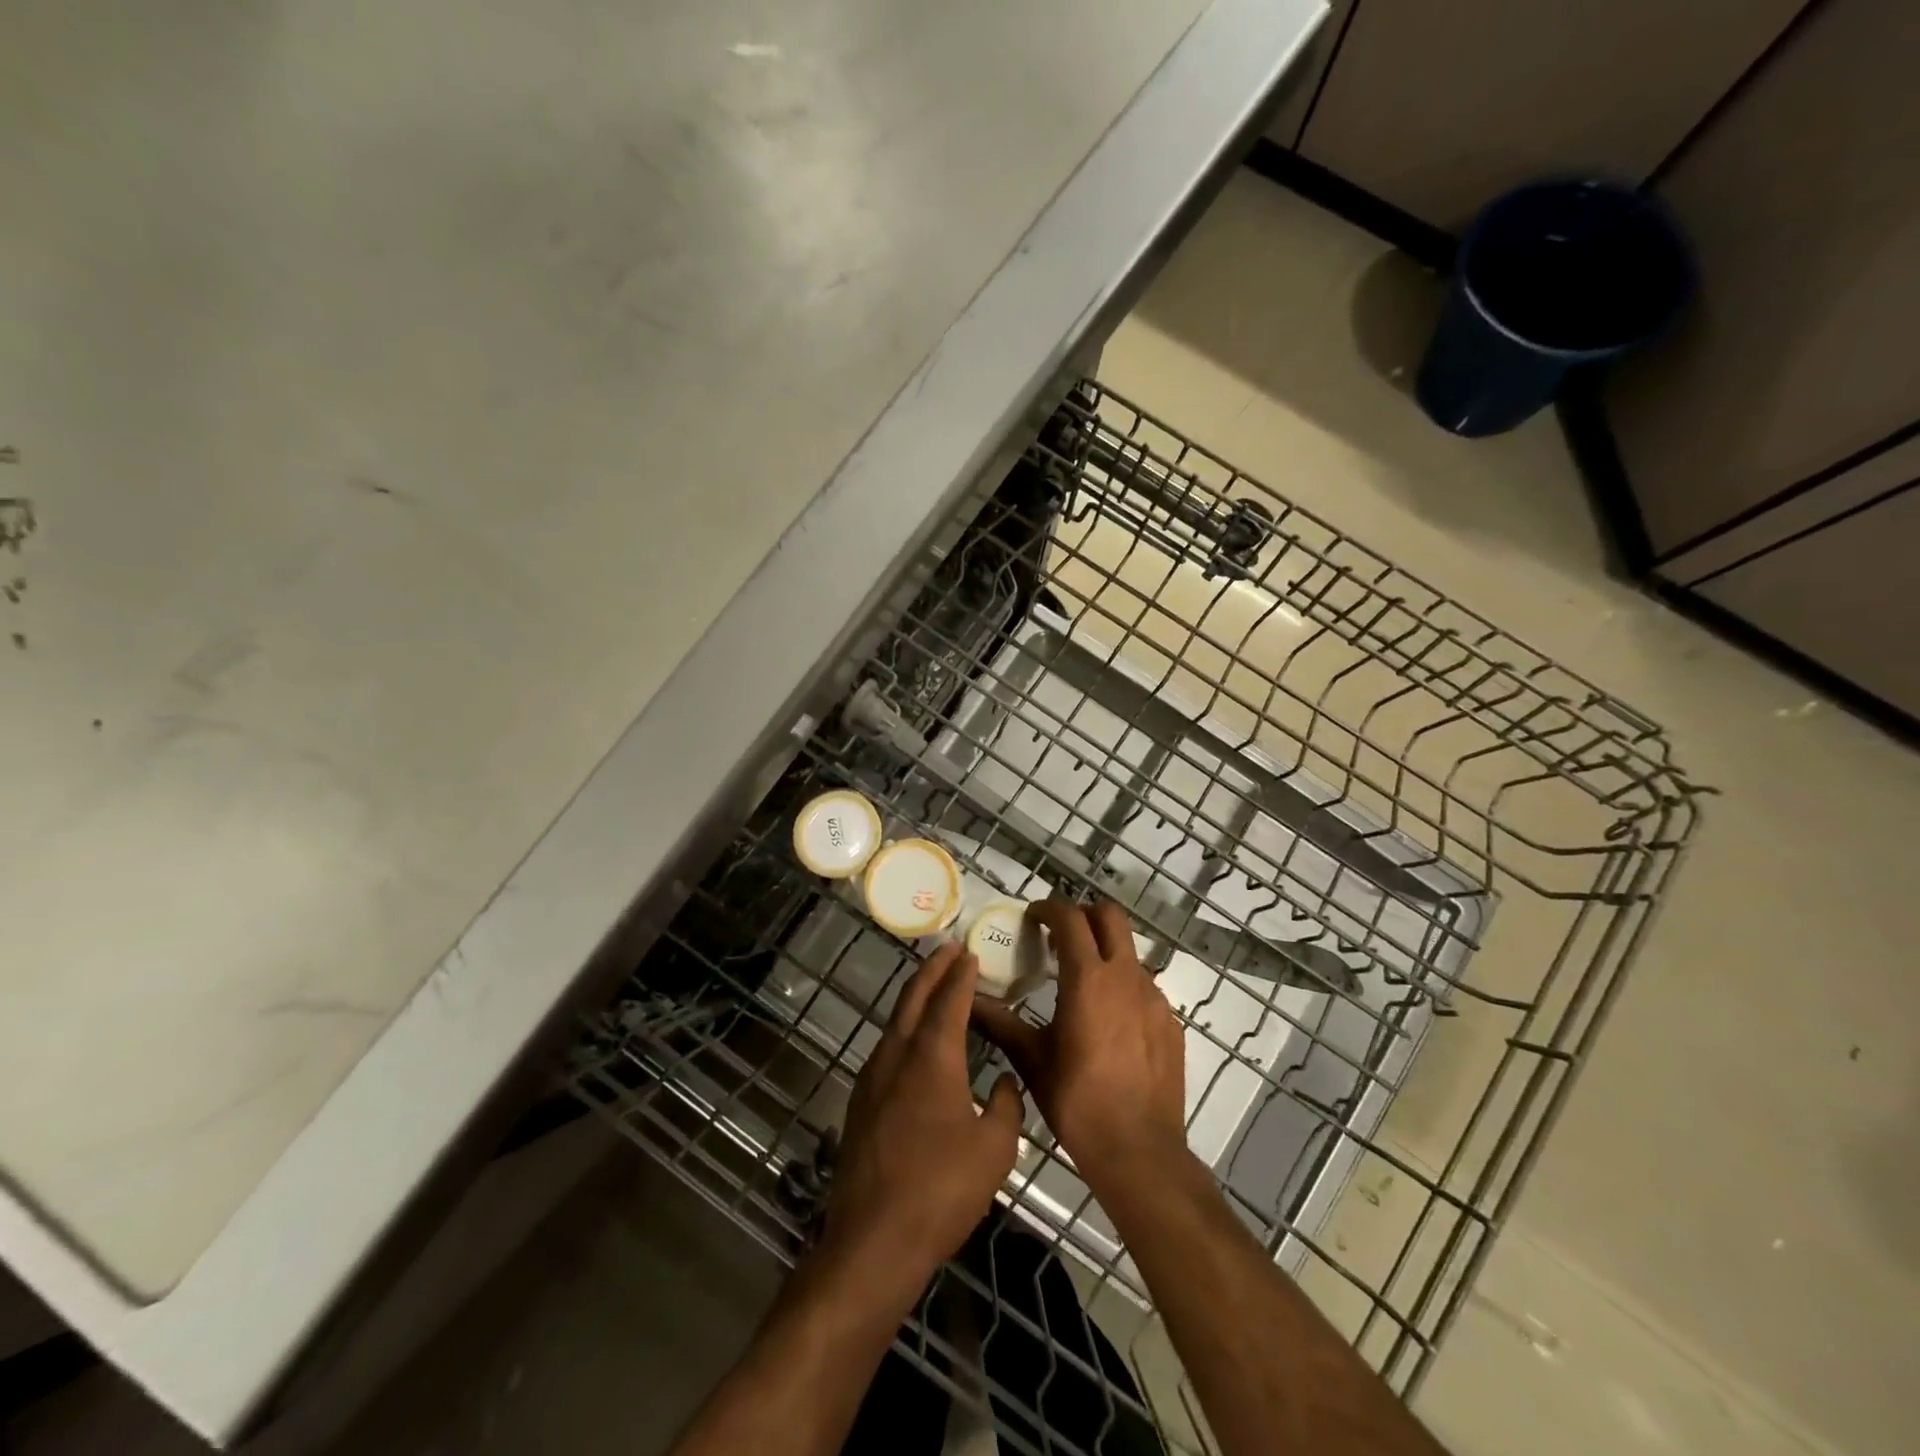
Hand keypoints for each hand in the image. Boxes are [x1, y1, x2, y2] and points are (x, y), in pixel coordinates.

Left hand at [822, 944, 1023, 1302]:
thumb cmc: (941, 1190)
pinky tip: (915, 1042)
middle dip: (932, 970)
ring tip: (934, 987)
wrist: (873, 1241)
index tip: (969, 952)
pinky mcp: (861, 1102)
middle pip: (913, 998)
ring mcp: (873, 1077)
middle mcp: (897, 1055)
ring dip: (915, 997)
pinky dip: (904, 1028)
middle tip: (948, 950)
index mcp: (932, 1057)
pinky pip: (887, 1047)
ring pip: (895, 1021)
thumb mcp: (994, 1149)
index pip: (949, 1000)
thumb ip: (1004, 1106)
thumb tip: (1001, 1082)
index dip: (961, 974)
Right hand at [971, 899, 1187, 1193]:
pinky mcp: (1171, 1022)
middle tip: (1060, 936)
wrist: (1139, 1151)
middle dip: (1084, 914)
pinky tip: (1109, 1022)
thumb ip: (1000, 1023)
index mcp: (1088, 979)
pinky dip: (1123, 988)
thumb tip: (968, 1001)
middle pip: (1110, 916)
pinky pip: (1145, 988)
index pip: (1070, 919)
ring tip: (1081, 983)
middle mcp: (1126, 977)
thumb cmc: (1078, 1102)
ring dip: (1104, 953)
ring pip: (1129, 953)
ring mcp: (1155, 999)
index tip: (1032, 916)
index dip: (1048, 908)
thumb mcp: (1032, 1060)